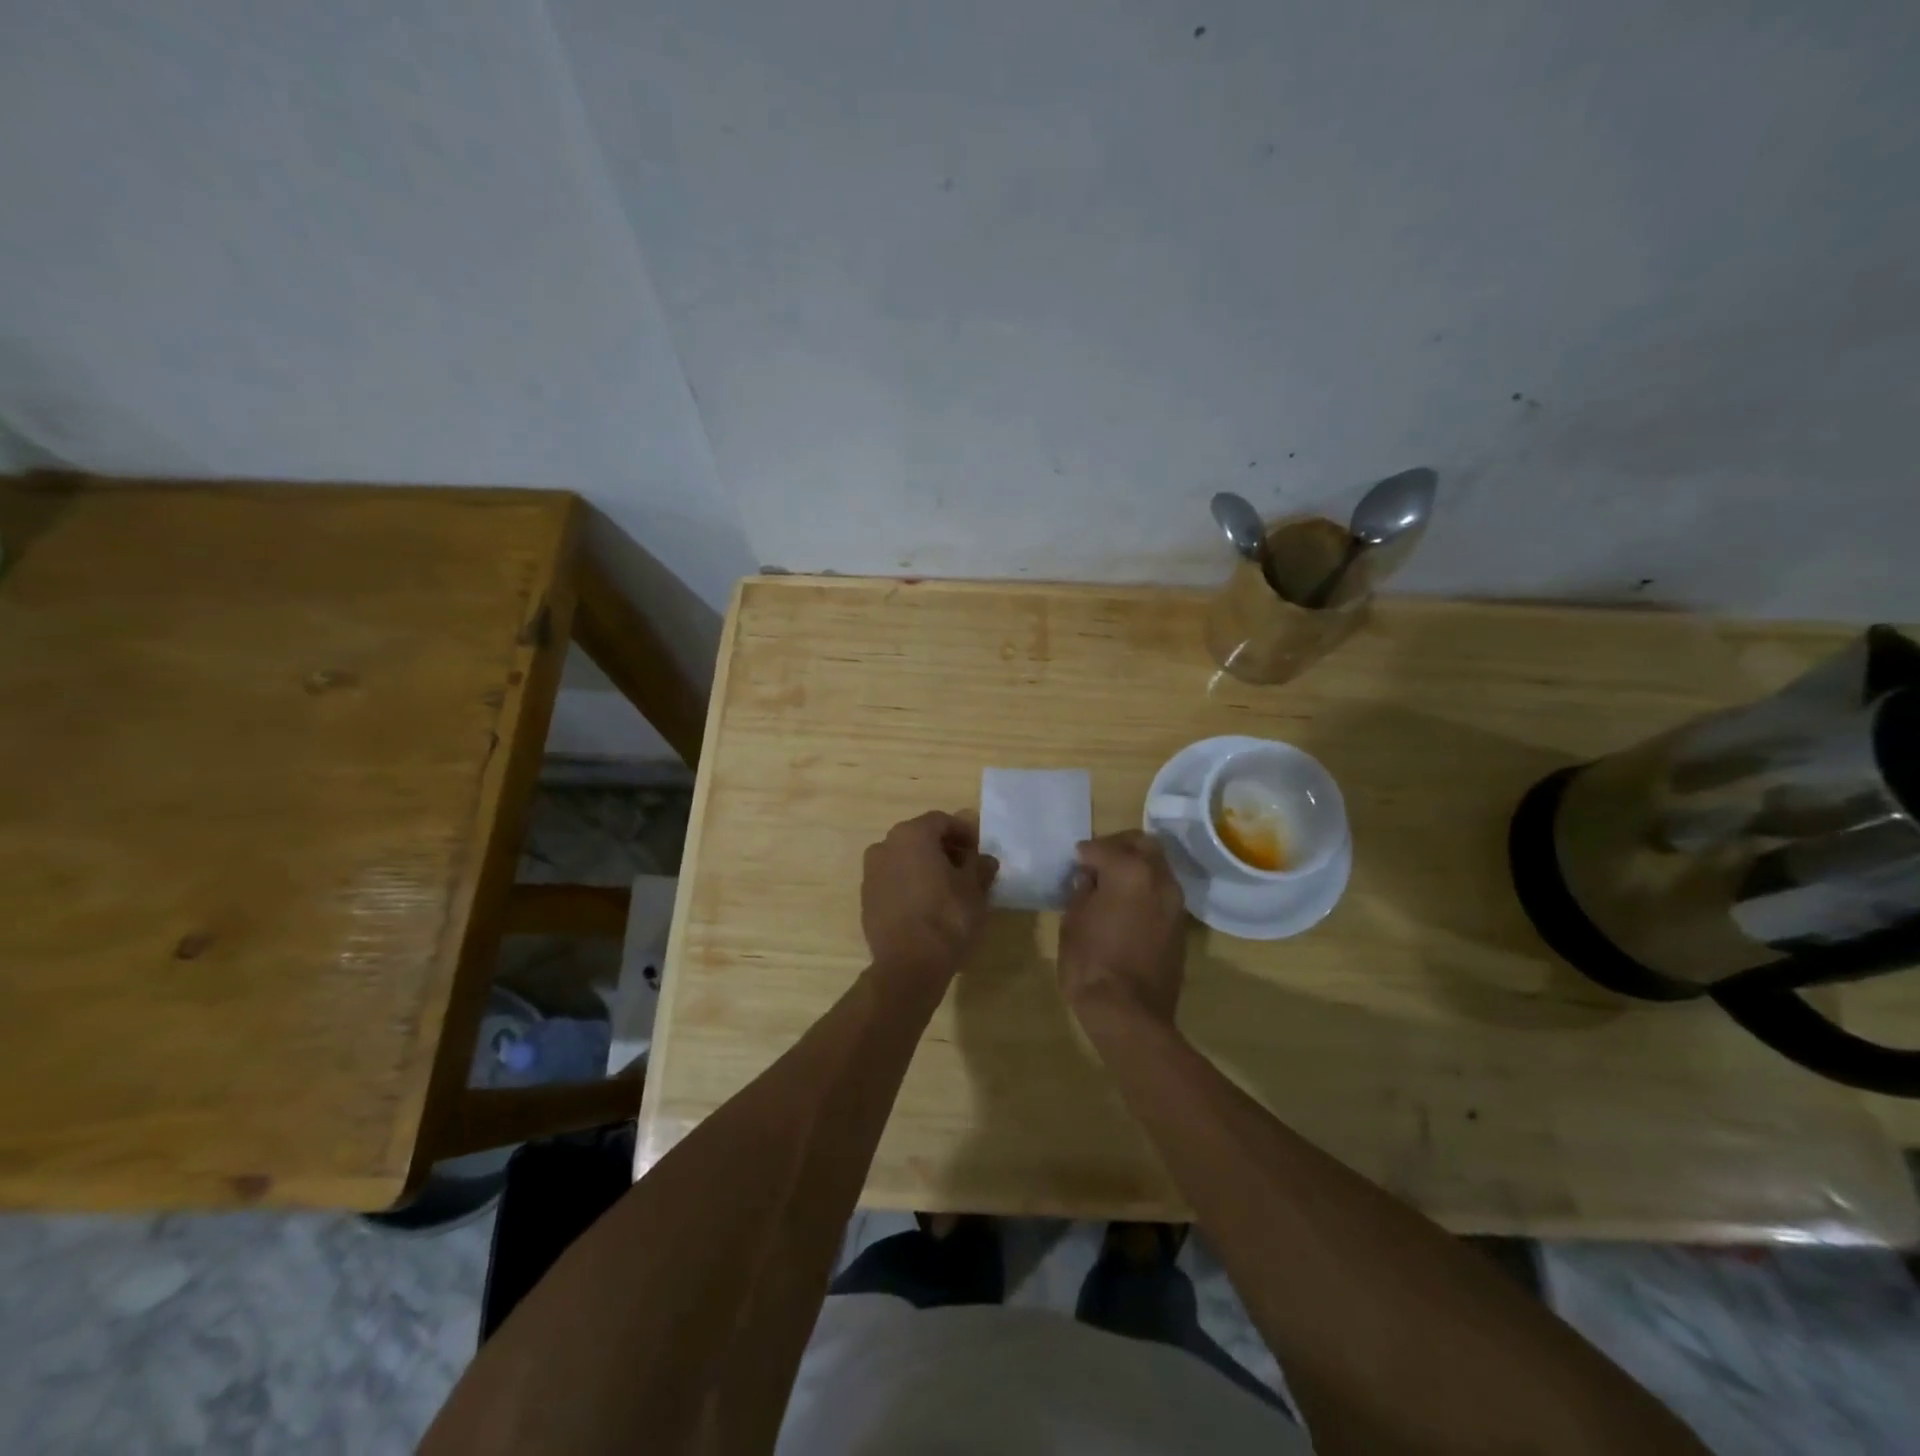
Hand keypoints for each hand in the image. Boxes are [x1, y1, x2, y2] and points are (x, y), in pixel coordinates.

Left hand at [861, 810, 999, 978]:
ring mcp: (871, 873)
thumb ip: (979, 867)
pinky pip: (893, 881)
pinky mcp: (866, 899)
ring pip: (904, 860)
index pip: (942, 821)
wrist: (908, 964)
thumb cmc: (947, 917)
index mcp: (912, 835)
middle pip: (920, 838)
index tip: (979, 850)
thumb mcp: (974, 890)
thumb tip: (984, 860)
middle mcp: (885, 846)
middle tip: (966, 868)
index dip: (964, 833)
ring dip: (925, 867)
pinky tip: (927, 905)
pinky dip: (910, 884)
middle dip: (944, 849)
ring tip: (948, 888)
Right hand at [1058, 831, 1187, 1031]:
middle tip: (1097, 860)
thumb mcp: (1073, 922)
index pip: (1104, 847)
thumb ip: (1083, 892)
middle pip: (1143, 843)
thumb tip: (1089, 879)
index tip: (1075, 861)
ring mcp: (1175, 902)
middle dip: (1119, 845)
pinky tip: (1126, 905)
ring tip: (1112, 884)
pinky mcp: (1180, 925)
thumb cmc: (1091, 963)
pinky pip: (1163, 891)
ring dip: (1137, 866)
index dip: (1085, 853)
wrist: (1129, 1013)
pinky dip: (1146, 888)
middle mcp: (1159, 879)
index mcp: (1130, 871)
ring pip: (1158, 866)